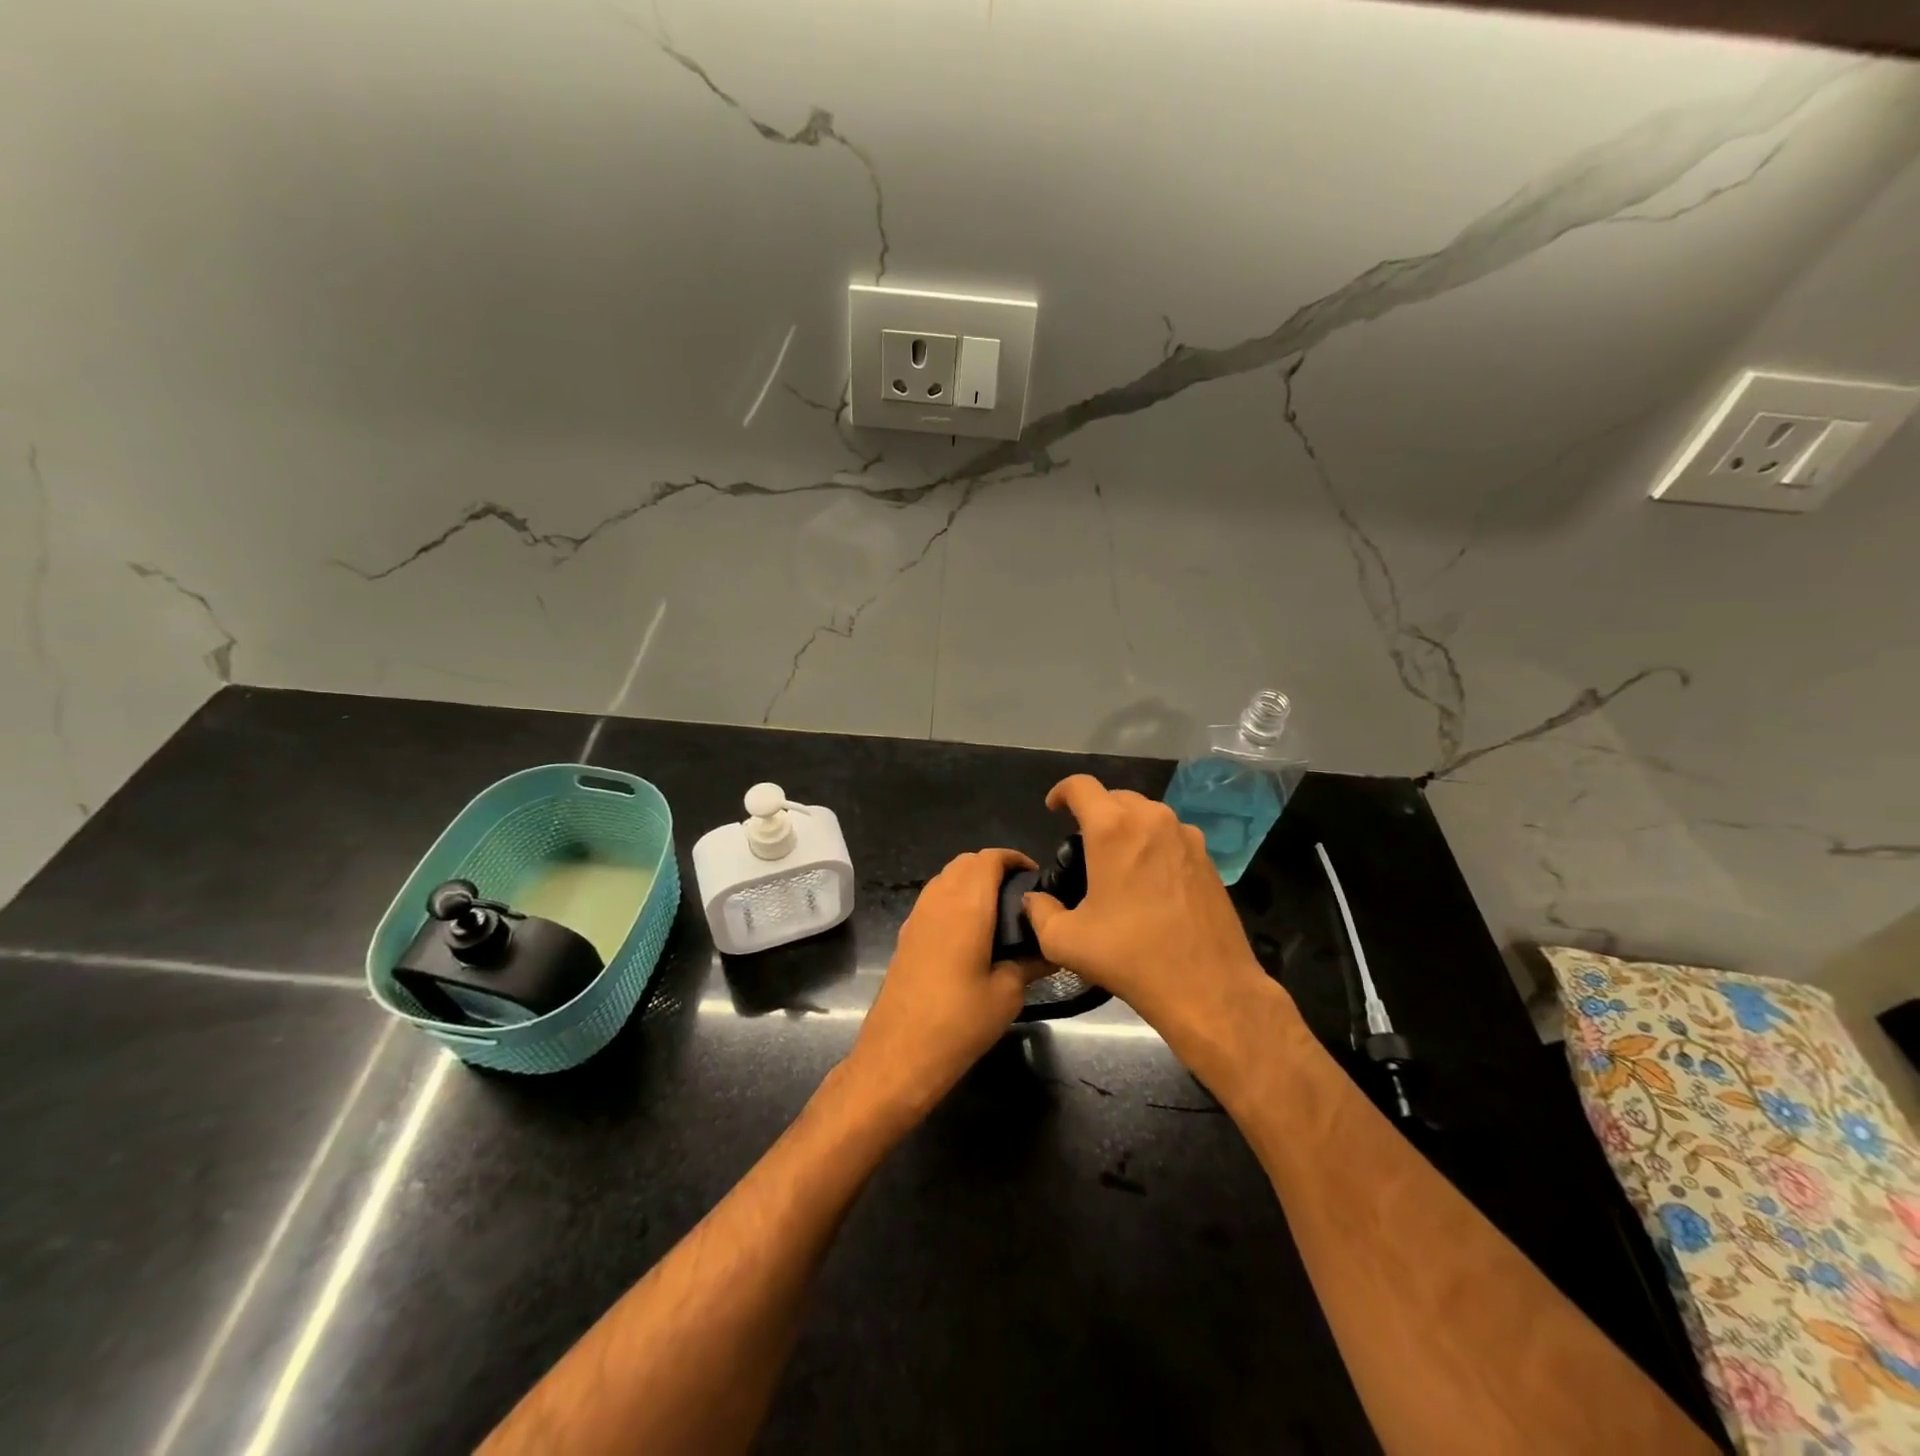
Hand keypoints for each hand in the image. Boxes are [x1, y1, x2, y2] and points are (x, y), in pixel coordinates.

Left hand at [846, 848, 1039, 1119]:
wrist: (898, 1054)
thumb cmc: (959, 1021)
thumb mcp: (1007, 994)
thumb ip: (1031, 962)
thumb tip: (1052, 949)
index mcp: (967, 905)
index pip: (990, 858)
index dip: (1015, 859)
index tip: (1037, 878)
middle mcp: (939, 899)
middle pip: (966, 862)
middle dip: (994, 868)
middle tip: (1021, 896)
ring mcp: (917, 916)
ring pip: (947, 878)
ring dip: (972, 882)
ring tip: (1000, 913)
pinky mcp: (907, 935)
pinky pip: (934, 899)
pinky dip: (955, 899)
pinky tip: (972, 934)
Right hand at [1023, 775, 1277, 1052]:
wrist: (1210, 988)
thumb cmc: (1132, 958)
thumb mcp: (1065, 941)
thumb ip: (1040, 912)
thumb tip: (1034, 901)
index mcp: (1113, 830)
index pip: (1080, 786)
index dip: (1061, 792)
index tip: (1053, 810)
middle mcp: (1152, 820)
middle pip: (1116, 797)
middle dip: (1094, 812)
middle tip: (1082, 846)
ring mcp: (1186, 837)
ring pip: (1147, 814)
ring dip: (1126, 827)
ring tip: (1116, 862)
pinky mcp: (1208, 859)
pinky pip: (1171, 836)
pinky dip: (1153, 845)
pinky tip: (1149, 882)